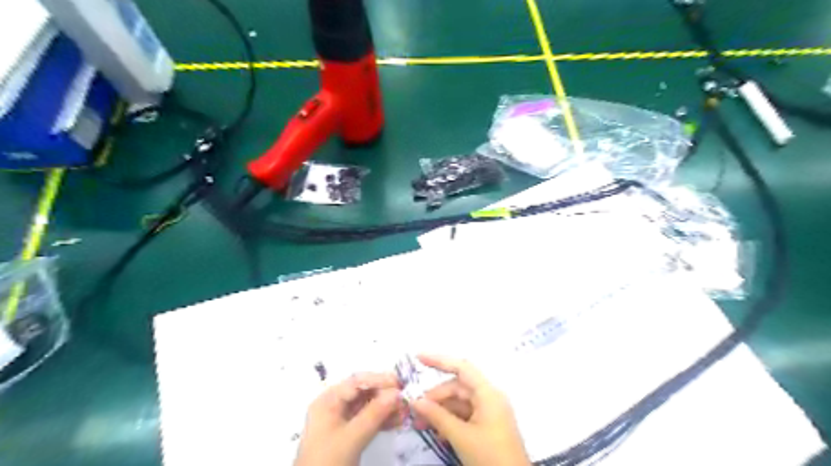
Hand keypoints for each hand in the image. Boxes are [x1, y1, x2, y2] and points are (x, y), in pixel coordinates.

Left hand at [295, 373, 406, 464]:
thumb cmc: (328, 460)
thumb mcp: (352, 437)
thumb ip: (375, 413)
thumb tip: (398, 393)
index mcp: (328, 400)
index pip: (356, 382)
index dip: (379, 380)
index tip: (400, 383)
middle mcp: (334, 406)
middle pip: (363, 392)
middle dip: (385, 395)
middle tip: (405, 398)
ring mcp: (341, 421)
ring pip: (368, 407)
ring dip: (387, 408)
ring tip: (405, 411)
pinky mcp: (348, 435)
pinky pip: (368, 421)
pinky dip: (382, 420)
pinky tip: (398, 422)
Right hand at [410, 355, 531, 463]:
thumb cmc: (491, 457)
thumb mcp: (461, 437)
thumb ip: (437, 416)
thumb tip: (415, 401)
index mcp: (488, 393)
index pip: (461, 367)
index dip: (439, 360)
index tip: (418, 358)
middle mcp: (489, 397)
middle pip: (457, 387)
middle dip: (435, 396)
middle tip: (414, 410)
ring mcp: (489, 412)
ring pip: (459, 402)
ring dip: (440, 411)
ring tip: (420, 423)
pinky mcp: (487, 426)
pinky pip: (464, 416)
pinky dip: (449, 421)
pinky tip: (436, 432)